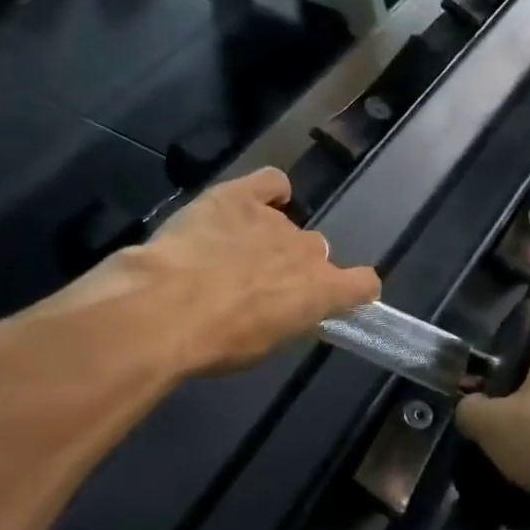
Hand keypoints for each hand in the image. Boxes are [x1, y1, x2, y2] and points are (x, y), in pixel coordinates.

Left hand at [42, 169, 379, 376]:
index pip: (364, 284)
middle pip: (317, 253)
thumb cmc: (217, 343)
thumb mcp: (263, 347)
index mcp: (322, 291)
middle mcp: (308, 250)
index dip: (354, 291)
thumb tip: (282, 308)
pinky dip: (268, 191)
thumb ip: (286, 319)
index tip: (337, 300)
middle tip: (262, 287)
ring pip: (287, 225)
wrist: (165, 310)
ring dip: (271, 238)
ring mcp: (274, 220)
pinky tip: (253, 203)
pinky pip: (270, 182)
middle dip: (296, 267)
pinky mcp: (238, 197)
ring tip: (234, 253)